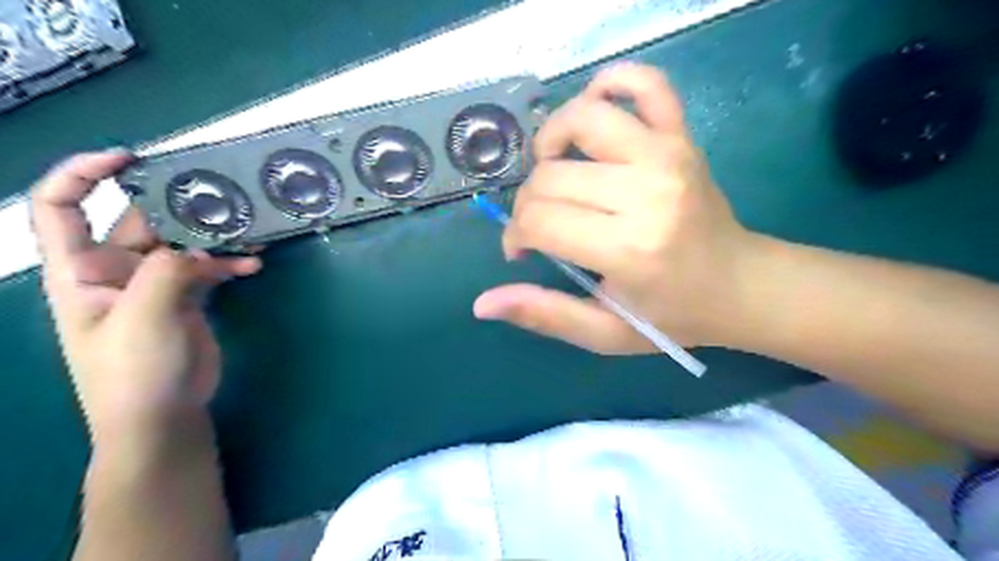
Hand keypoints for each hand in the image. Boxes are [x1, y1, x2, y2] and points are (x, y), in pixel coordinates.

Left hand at [32, 149, 260, 437]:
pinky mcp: (186, 299)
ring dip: (211, 237)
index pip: (60, 207)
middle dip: (174, 206)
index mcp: (80, 270)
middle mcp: (114, 271)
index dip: (83, 174)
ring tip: (244, 230)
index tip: (128, 158)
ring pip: (182, 244)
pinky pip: (208, 270)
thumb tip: (198, 249)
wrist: (163, 415)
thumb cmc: (134, 371)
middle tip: (217, 197)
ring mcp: (154, 285)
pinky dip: (229, 265)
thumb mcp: (142, 319)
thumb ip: (165, 273)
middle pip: (138, 222)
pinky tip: (252, 266)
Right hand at [474, 64, 762, 353]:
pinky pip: (645, 84)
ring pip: (582, 118)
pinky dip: (611, 84)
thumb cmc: (671, 314)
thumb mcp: (604, 333)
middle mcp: (646, 192)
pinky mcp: (682, 137)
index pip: (540, 219)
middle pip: (551, 175)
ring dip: (552, 142)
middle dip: (529, 203)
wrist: (740, 285)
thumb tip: (482, 304)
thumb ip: (544, 315)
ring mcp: (668, 155)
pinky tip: (594, 113)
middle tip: (541, 227)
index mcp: (628, 248)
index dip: (516, 235)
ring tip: (555, 171)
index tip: (522, 252)